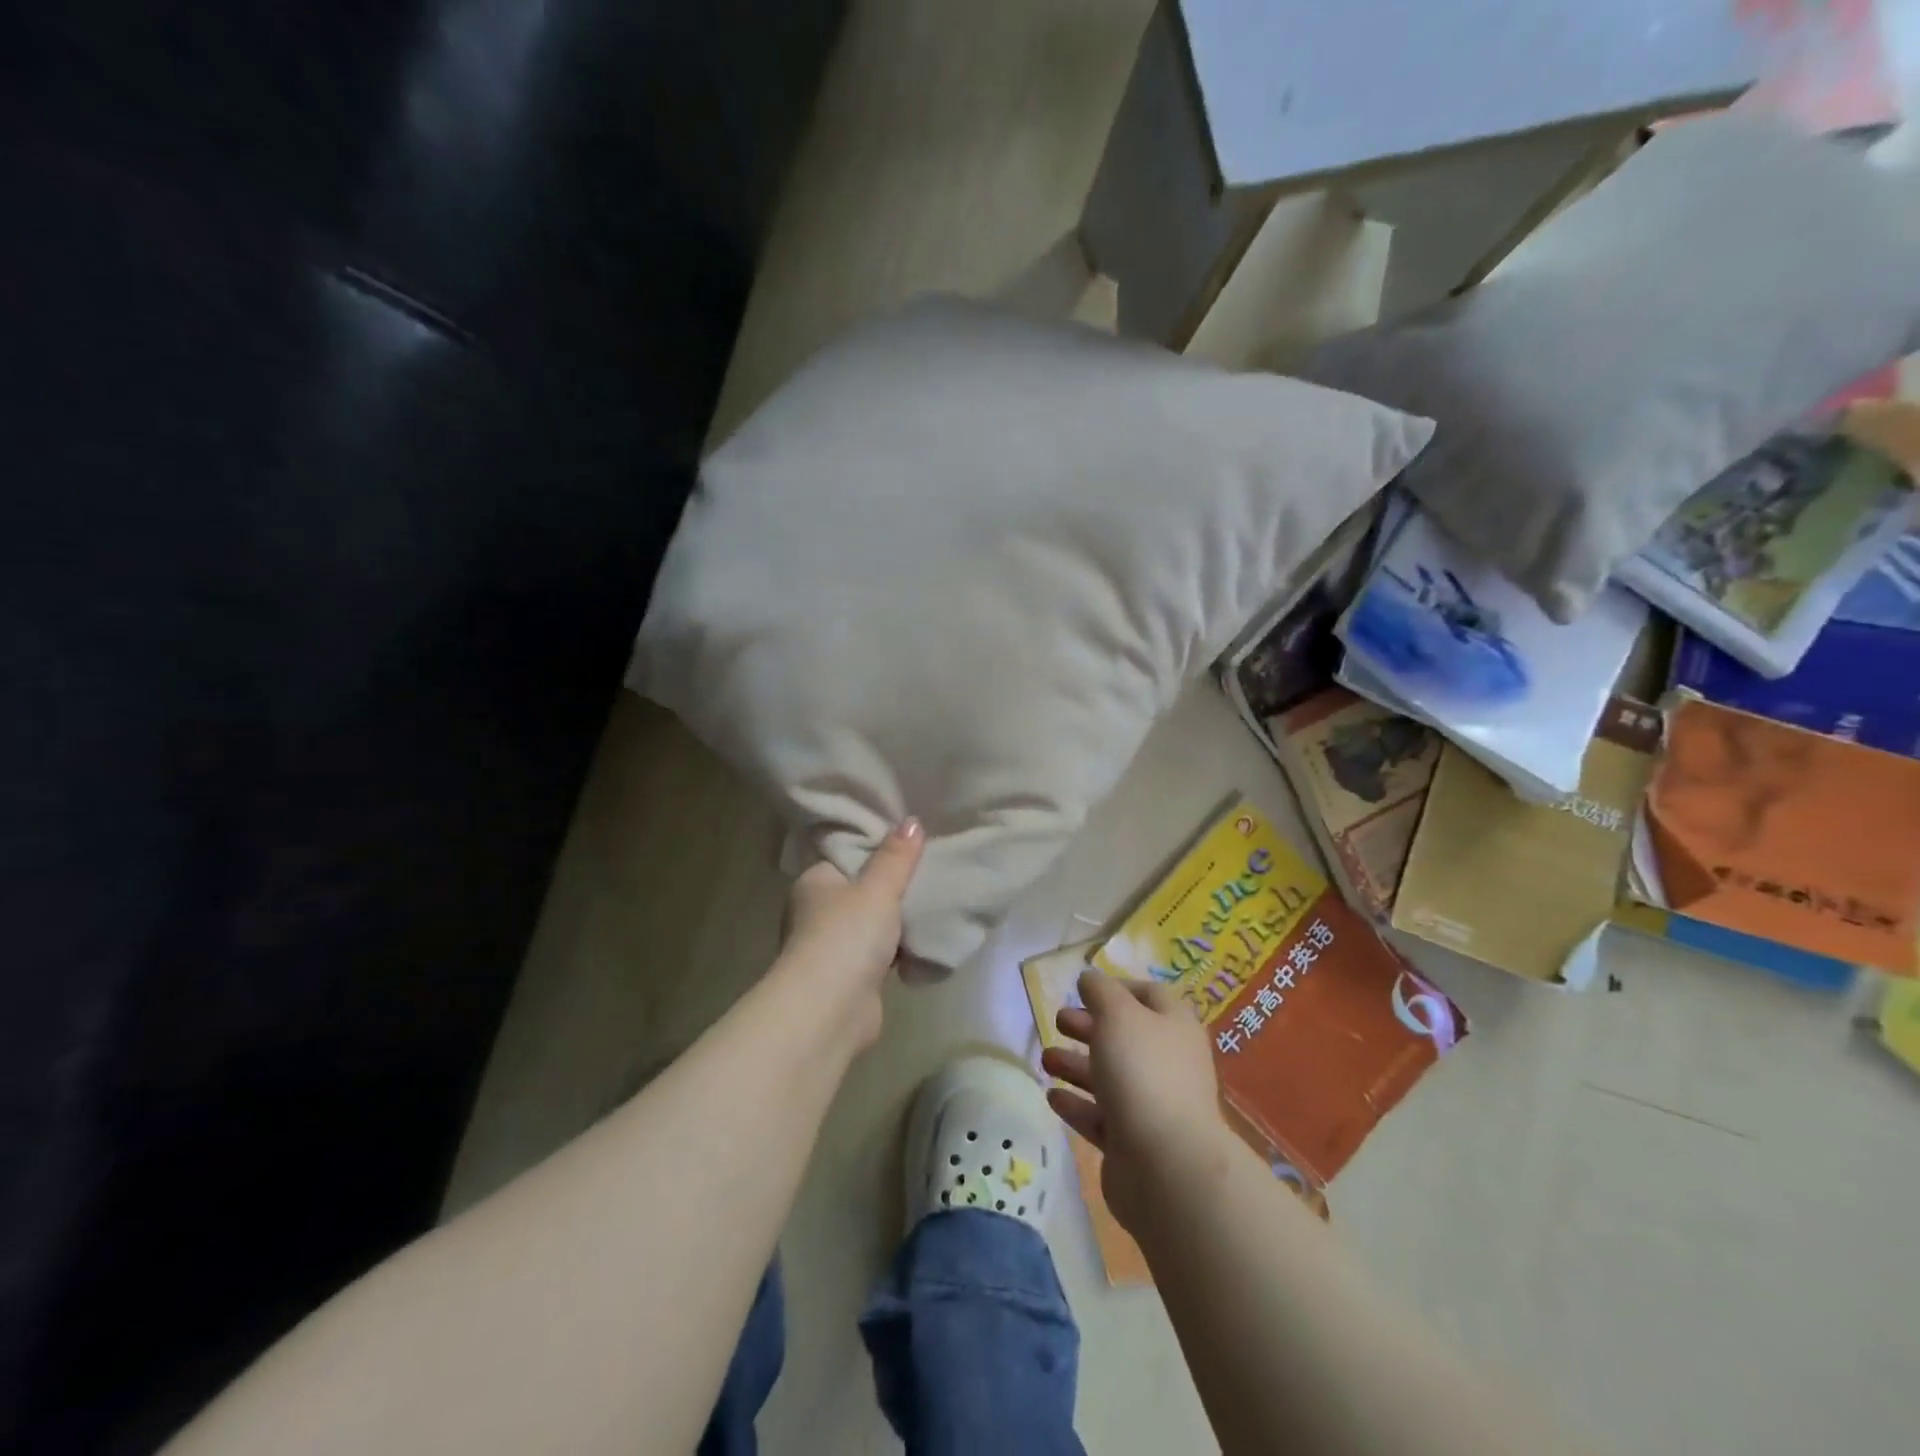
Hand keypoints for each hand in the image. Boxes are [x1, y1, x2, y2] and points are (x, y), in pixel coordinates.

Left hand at [777, 818, 924, 1045]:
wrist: (830, 1010)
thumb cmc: (847, 936)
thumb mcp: (878, 888)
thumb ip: (896, 856)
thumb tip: (911, 821)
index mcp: (815, 881)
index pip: (848, 855)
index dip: (879, 847)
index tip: (913, 839)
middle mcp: (817, 911)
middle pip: (863, 889)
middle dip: (894, 886)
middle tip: (933, 868)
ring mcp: (833, 946)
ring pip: (874, 922)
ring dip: (899, 920)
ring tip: (938, 899)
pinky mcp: (851, 976)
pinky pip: (882, 952)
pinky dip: (901, 949)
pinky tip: (928, 938)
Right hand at [1042, 971, 1224, 1230]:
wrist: (1166, 1165)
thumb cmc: (1143, 1072)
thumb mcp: (1118, 1014)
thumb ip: (1100, 990)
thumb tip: (1090, 978)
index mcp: (1174, 1026)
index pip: (1150, 995)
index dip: (1118, 988)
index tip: (1084, 989)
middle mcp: (1168, 1062)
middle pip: (1125, 1036)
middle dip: (1089, 1026)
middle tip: (1057, 1020)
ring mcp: (1152, 1104)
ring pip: (1110, 1076)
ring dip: (1076, 1064)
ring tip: (1045, 1058)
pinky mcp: (1133, 1142)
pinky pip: (1101, 1116)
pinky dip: (1077, 1104)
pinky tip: (1052, 1096)